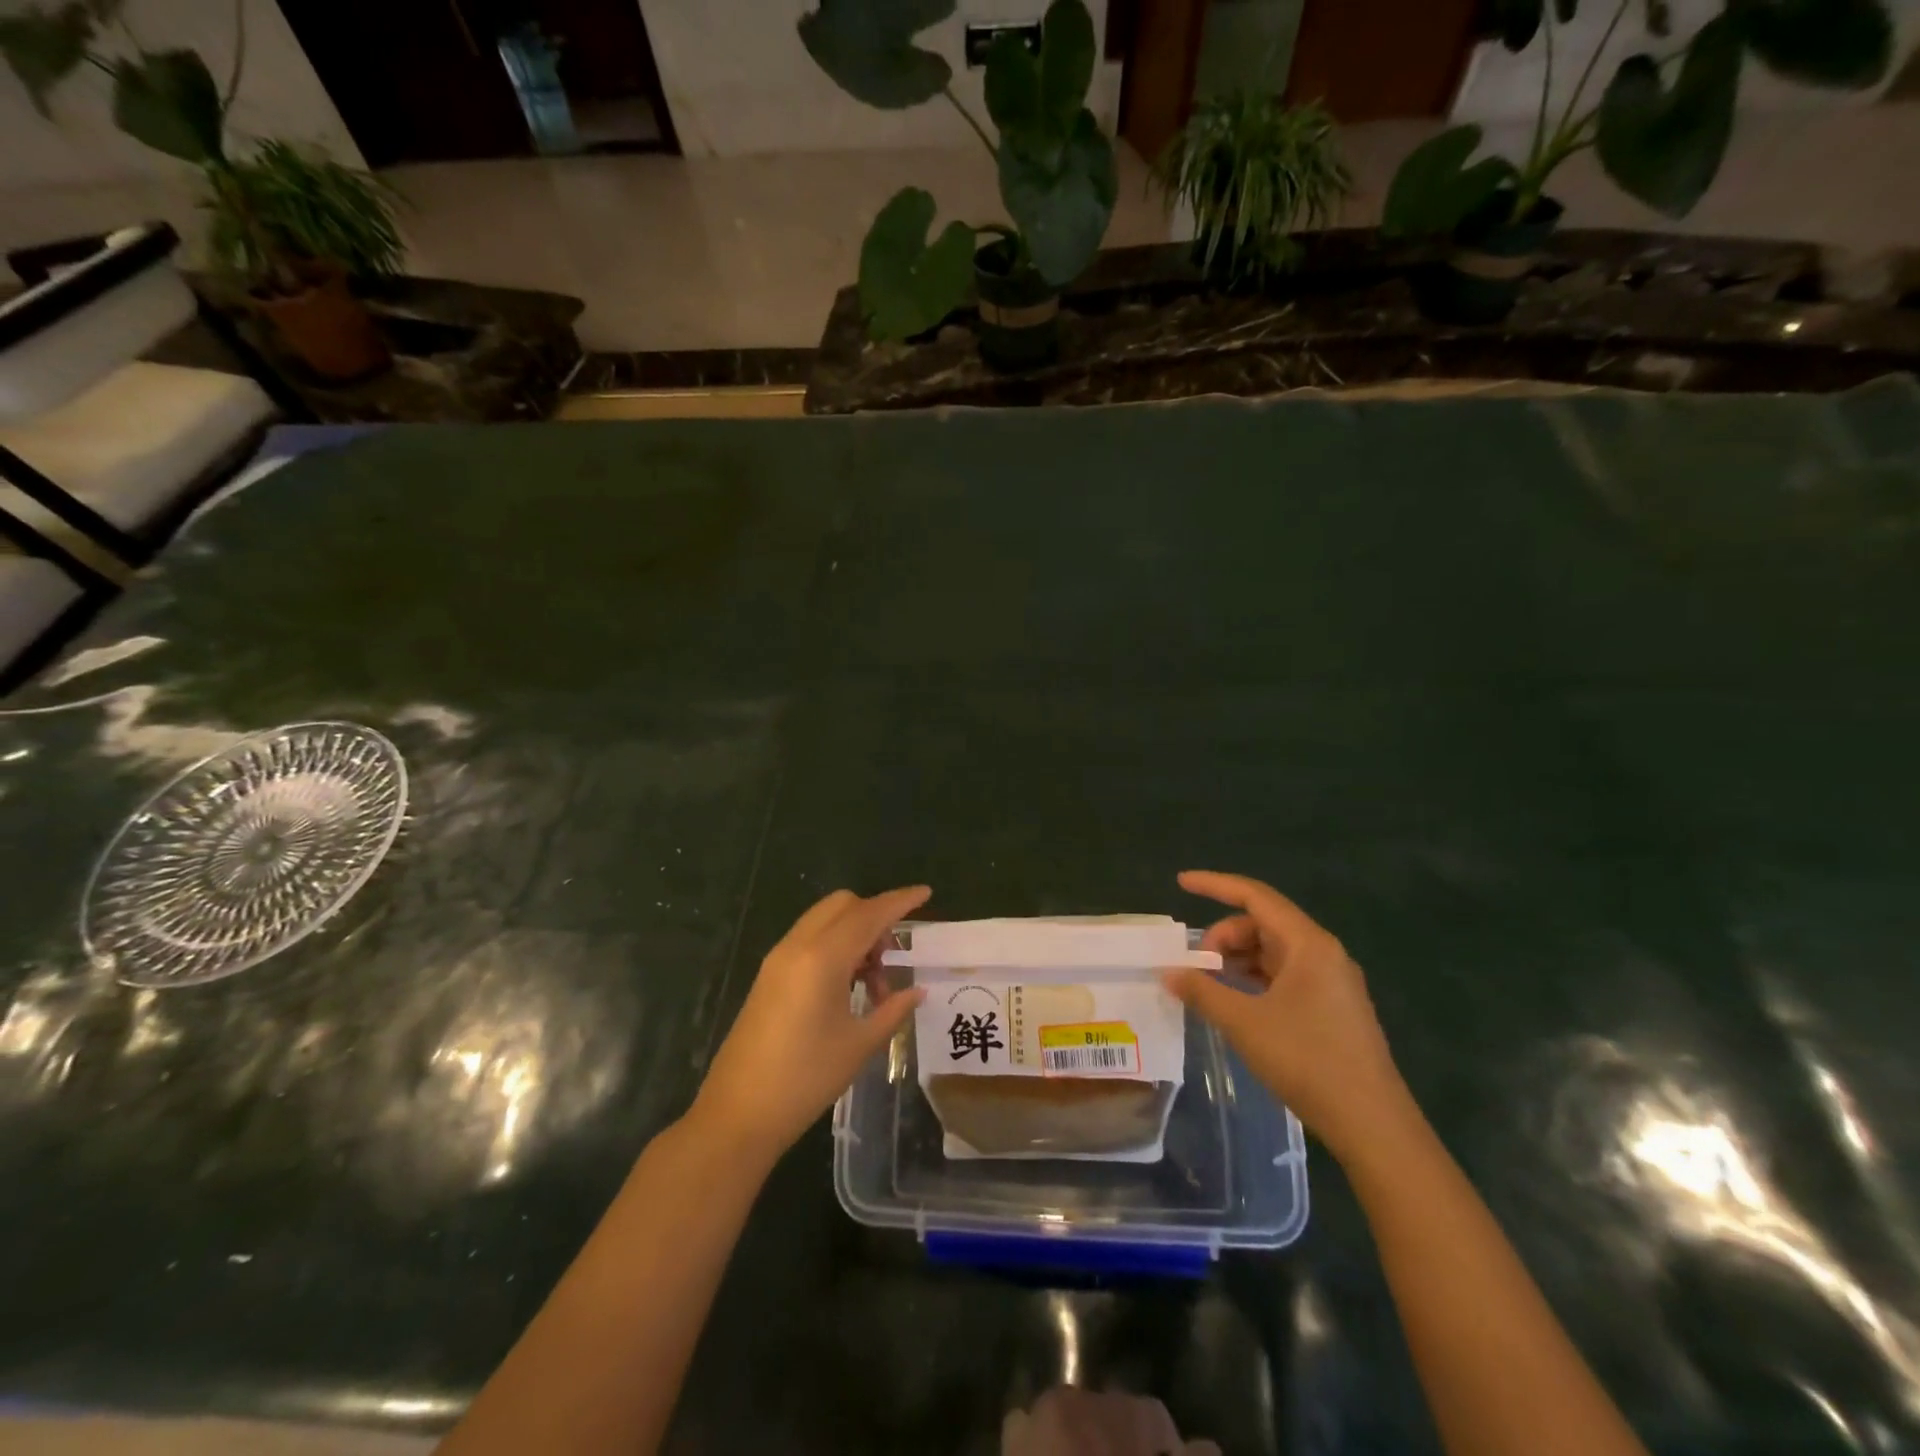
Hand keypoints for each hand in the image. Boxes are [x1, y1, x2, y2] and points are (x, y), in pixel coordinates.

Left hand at [692, 885, 929, 1160]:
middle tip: (893, 956)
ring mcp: (778, 959)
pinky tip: (847, 986)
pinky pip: (809, 939)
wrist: (737, 1114)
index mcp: (822, 958)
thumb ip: (892, 1010)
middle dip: (875, 916)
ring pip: (825, 920)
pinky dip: (834, 945)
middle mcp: (798, 946)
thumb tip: (917, 991)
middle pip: (843, 905)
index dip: (900, 901)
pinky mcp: (769, 975)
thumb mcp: (859, 1045)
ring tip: (873, 983)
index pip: (869, 914)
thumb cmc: (805, 1079)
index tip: (926, 892)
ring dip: (854, 933)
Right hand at [1164, 870, 1413, 1161]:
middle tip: (1194, 966)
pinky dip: (1253, 979)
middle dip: (1222, 936)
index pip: (1255, 896)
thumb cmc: (1307, 1061)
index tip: (1181, 883)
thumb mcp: (1244, 1023)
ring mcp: (1330, 982)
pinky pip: (1283, 976)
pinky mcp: (1331, 1007)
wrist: (1372, 1125)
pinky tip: (1234, 1001)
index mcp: (1309, 944)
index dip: (1215, 885)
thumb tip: (1170, 973)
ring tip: (1208, 984)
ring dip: (1236, 960)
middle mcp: (1323, 953)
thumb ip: (1203, 991)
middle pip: (1262, 924)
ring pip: (1272, 952)